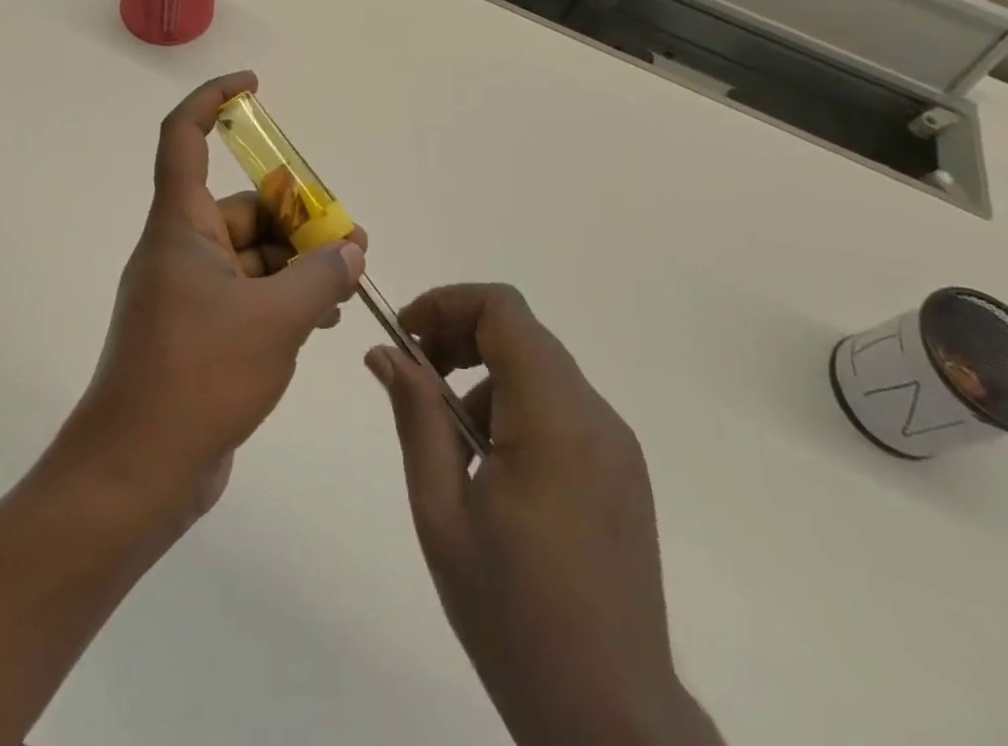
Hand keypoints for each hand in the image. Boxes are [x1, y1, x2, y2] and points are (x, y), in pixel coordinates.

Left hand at [58, 72, 365, 522]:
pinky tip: (321, 320)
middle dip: (297, 217)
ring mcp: (187, 296)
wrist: (135, 476)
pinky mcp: (198, 335)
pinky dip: (283, 298)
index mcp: (180, 227)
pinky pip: (247, 296)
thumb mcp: (275, 319)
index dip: (213, 100)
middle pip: (242, 208)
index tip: (253, 87)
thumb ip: (321, 276)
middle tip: (350, 243)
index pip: (183, 138)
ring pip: (252, 256)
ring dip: (297, 263)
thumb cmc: (196, 378)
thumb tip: (351, 251)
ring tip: (345, 286)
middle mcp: (180, 251)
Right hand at [366, 285, 721, 745]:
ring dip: (486, 380)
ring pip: (539, 369)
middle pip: (521, 333)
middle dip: (460, 338)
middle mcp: (595, 415)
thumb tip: (385, 353)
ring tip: (452, 447)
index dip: (448, 304)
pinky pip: (561, 407)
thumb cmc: (514, 616)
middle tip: (417, 380)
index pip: (502, 309)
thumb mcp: (443, 513)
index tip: (407, 337)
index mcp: (554, 418)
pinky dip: (516, 409)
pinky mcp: (622, 470)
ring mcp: (616, 443)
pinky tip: (493, 472)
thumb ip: (416, 418)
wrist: (612, 722)